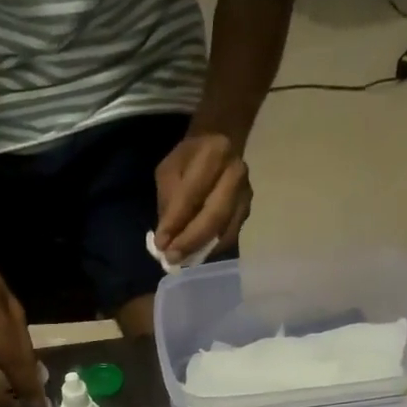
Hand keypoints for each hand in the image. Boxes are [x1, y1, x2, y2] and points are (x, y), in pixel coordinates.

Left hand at [154, 132, 251, 262]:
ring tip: (181, 260)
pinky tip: (195, 255)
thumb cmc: (189, 159)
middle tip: (172, 258)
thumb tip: (165, 240)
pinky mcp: (246, 212)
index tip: (160, 243)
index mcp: (215, 153)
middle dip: (191, 240)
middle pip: (214, 215)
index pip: (192, 193)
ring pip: (225, 231)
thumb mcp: (170, 170)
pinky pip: (229, 237)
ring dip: (201, 249)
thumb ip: (168, 202)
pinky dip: (211, 250)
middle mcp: (236, 174)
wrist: (220, 146)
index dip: (176, 221)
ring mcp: (245, 195)